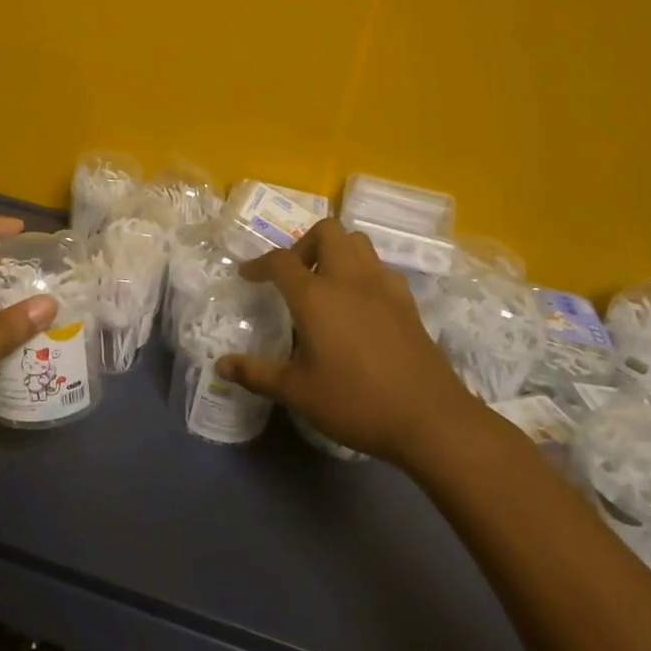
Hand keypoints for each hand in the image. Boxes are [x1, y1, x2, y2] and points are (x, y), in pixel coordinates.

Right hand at [215, 219, 477, 464]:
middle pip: (326, 231)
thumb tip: (221, 365)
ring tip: (325, 284)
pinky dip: (362, 271)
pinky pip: (379, 267)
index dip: (259, 264)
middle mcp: (349, 279)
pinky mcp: (407, 301)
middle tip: (294, 276)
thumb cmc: (356, 402)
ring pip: (357, 242)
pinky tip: (358, 304)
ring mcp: (383, 286)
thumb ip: (257, 374)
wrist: (430, 419)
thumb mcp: (297, 392)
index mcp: (316, 296)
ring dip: (336, 251)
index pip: (280, 261)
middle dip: (304, 245)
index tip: (248, 276)